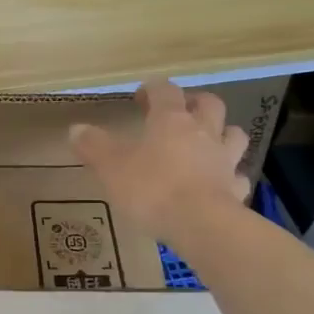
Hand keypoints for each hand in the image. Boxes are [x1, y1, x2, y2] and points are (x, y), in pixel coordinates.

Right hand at [70, 80, 251, 245]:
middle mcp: (203, 133)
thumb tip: (76, 129)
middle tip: (182, 110)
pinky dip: (230, 176)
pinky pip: (237, 176)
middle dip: (196, 102)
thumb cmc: (152, 189)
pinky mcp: (236, 189)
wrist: (201, 224)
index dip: (153, 88)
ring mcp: (224, 160)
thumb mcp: (111, 167)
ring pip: (233, 135)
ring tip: (209, 141)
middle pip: (209, 105)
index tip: (141, 95)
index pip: (165, 91)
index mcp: (170, 121)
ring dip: (223, 133)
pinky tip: (221, 183)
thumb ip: (94, 146)